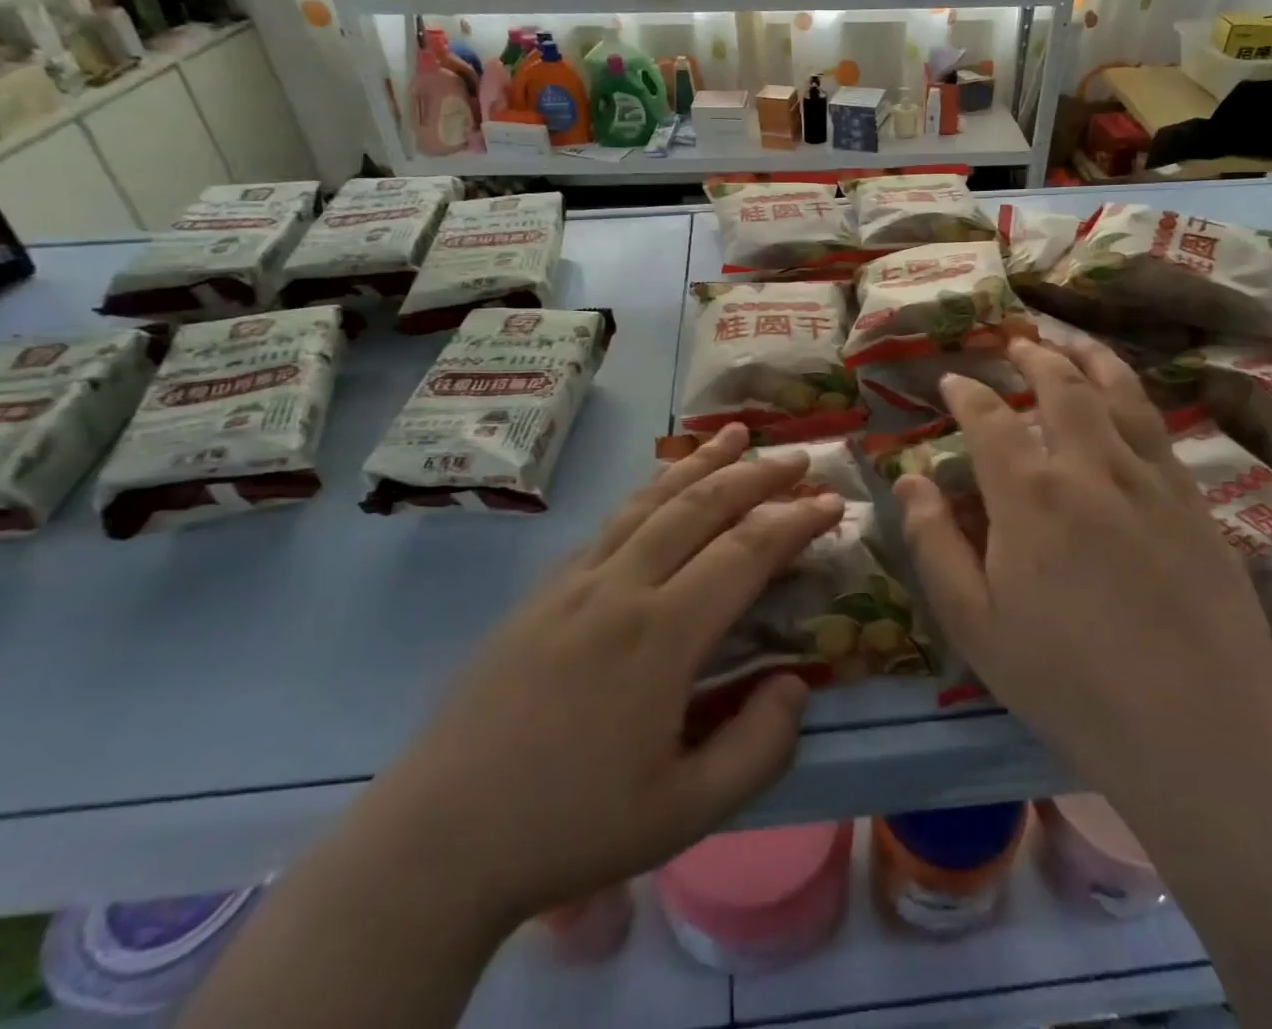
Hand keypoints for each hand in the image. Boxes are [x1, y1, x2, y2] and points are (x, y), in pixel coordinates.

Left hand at [358, 425, 840, 931]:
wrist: (439, 838)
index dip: (795, 521)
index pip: (745, 552)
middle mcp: (621, 587)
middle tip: (799, 456)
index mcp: (661, 636)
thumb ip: (757, 748)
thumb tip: (795, 684)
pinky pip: (612, 521)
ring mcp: (576, 580)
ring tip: (736, 434)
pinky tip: (664, 487)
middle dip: (757, 475)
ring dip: (701, 463)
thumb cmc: (570, 827)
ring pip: (652, 500)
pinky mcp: (544, 588)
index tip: (832, 502)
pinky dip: (652, 490)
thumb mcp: (684, 813)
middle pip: (701, 506)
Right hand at [894, 337, 1271, 797]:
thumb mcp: (975, 623)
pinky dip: (1134, 396)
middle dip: (1033, 356)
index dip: (966, 393)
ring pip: (1118, 393)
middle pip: (1060, 386)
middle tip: (1016, 343)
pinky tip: (1128, 399)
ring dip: (1090, 359)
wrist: (1198, 728)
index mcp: (1029, 494)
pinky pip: (1159, 427)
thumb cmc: (1068, 681)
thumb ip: (934, 544)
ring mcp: (1149, 478)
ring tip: (1072, 342)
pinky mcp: (1193, 500)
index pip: (989, 418)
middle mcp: (1089, 466)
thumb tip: (909, 478)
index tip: (952, 380)